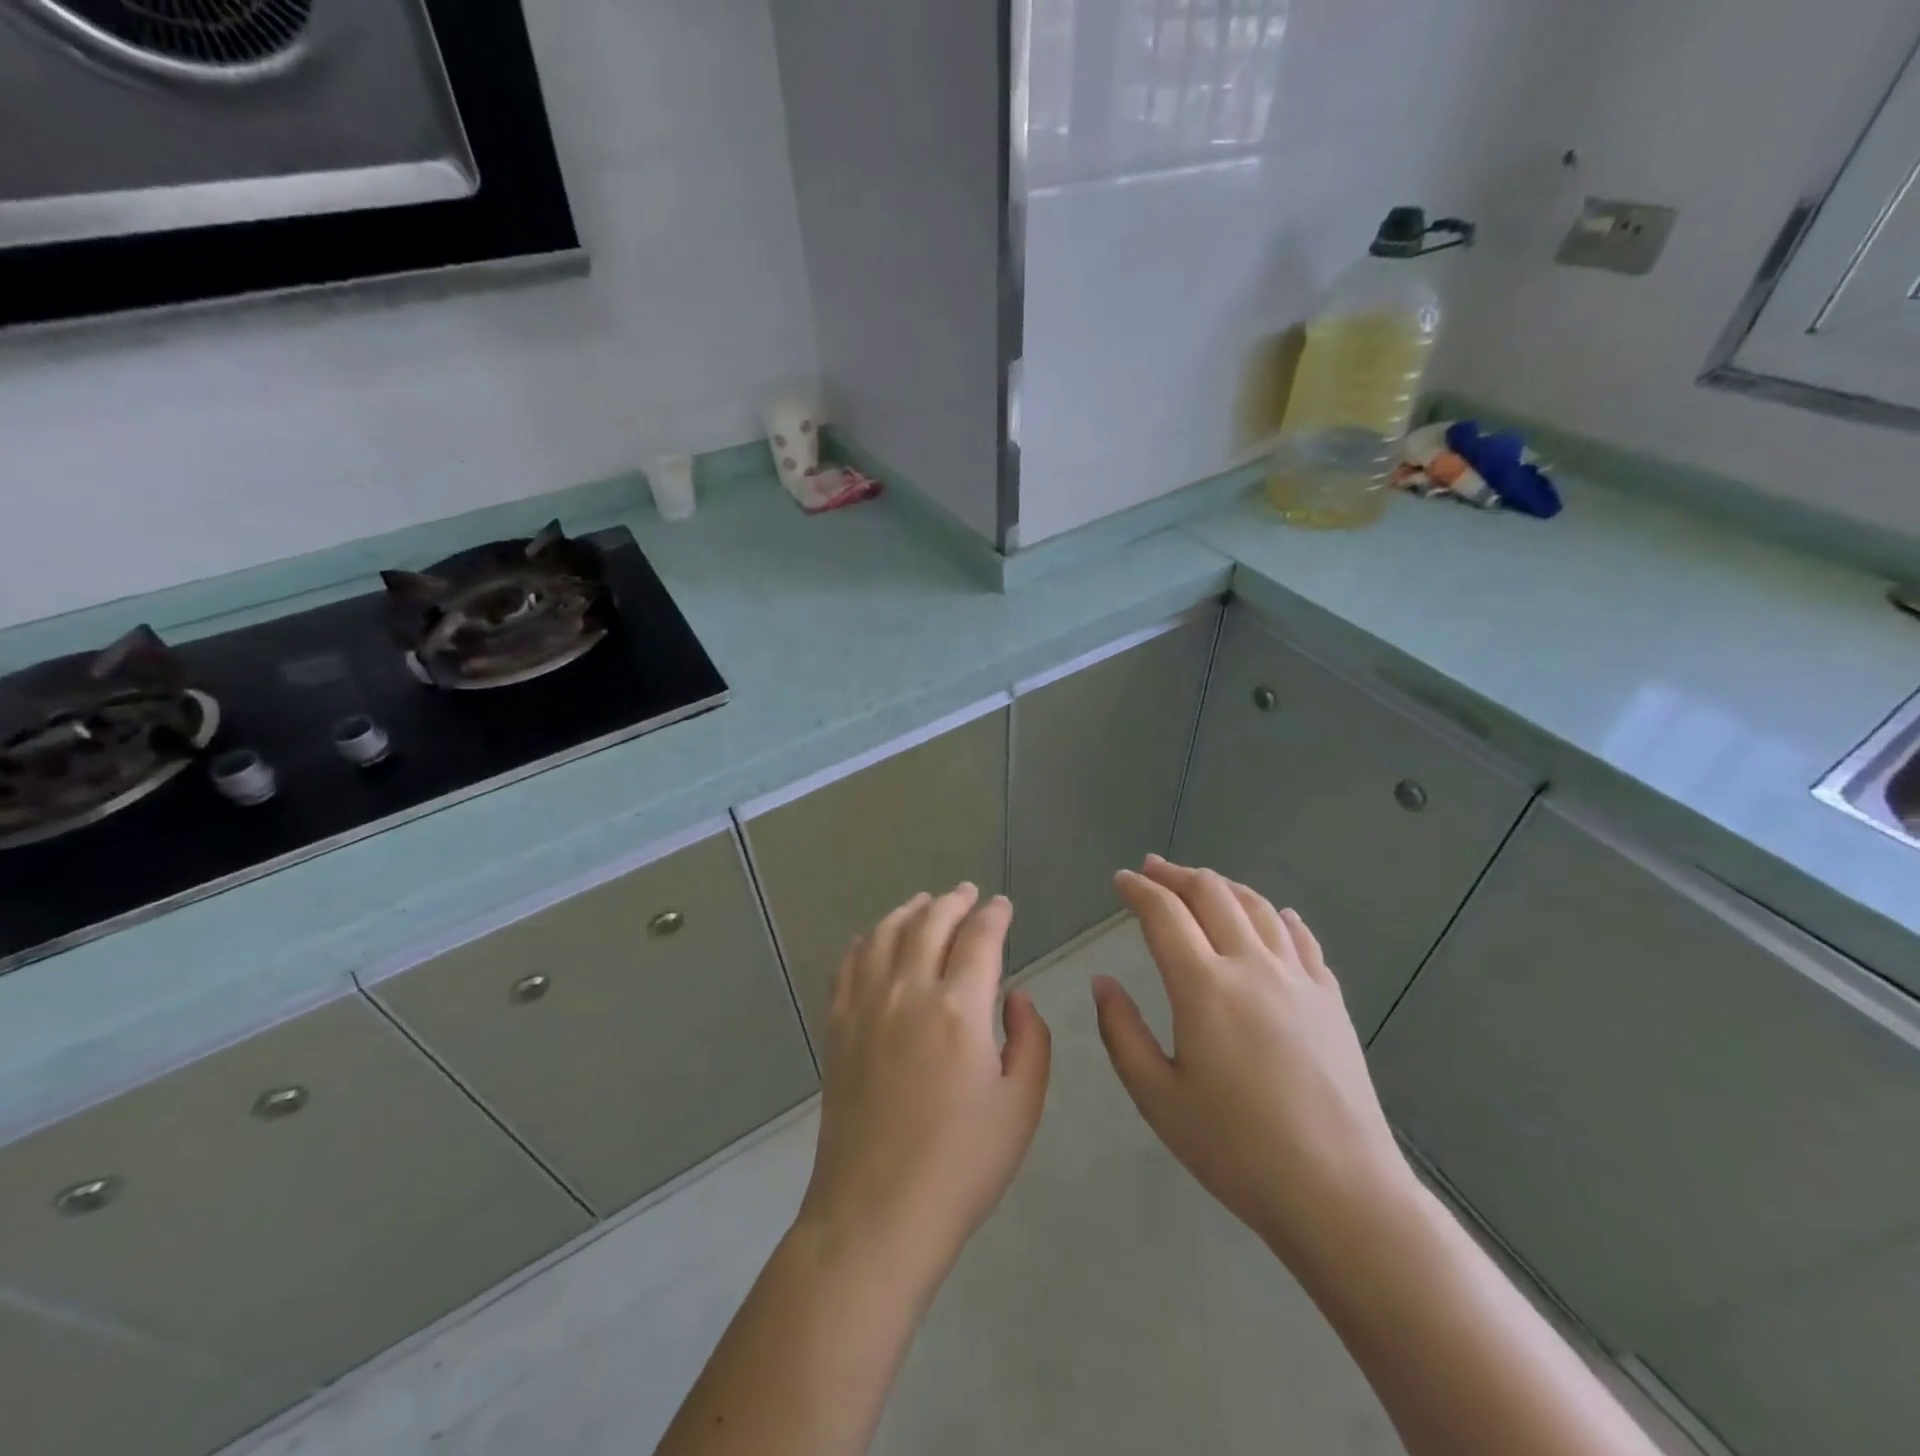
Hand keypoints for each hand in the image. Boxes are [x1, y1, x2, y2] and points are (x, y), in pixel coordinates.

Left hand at [799, 884, 1051, 1281]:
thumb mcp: (1021, 1106)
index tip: (1003, 905)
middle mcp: (909, 991)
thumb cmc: (961, 1165)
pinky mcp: (838, 1026)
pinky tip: (875, 939)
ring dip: (910, 910)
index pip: (980, 938)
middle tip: (968, 893)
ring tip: (925, 902)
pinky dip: (867, 940)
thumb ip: (1030, 1040)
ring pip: (887, 933)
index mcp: (960, 1008)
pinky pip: (849, 964)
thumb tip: (1016, 996)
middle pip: (931, 923)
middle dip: (954, 901)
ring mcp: (866, 1006)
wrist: (876, 1212)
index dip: (995, 915)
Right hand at [1094, 856, 1417, 1273]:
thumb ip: (1122, 1032)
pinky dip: (1278, 916)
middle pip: (1212, 894)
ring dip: (1223, 886)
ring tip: (1201, 884)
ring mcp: (1298, 979)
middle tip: (1153, 868)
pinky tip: (1274, 915)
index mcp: (1204, 986)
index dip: (1138, 889)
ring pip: (1257, 907)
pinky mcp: (1330, 1000)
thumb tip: (1103, 982)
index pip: (1164, 913)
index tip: (1121, 880)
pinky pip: (1301, 939)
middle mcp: (1251, 966)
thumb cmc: (1236, 1150)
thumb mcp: (1158, 1098)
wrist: (1341, 1194)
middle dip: (1177, 874)